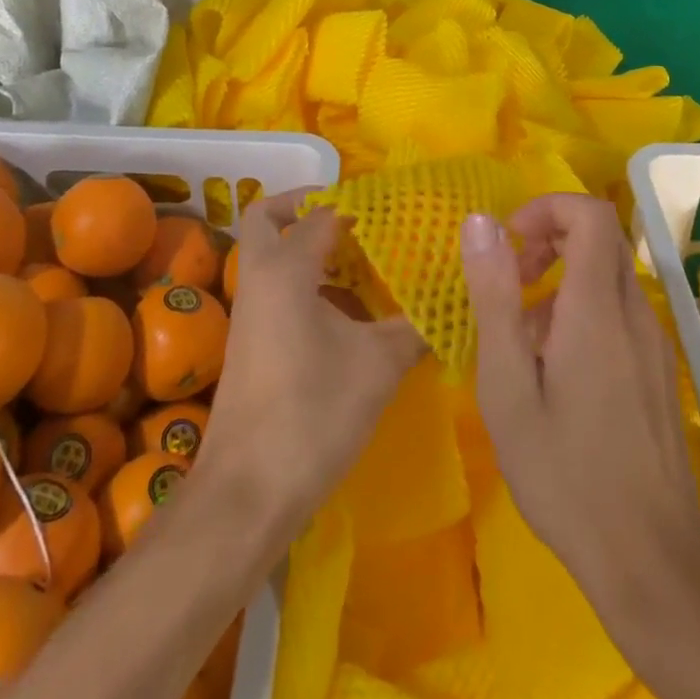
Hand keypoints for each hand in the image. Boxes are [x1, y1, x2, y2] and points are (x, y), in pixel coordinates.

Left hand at [196, 188, 426, 540]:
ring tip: (365, 262)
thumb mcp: (379, 365)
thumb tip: (451, 302)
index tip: (397, 208)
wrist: (249, 493)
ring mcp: (250, 312)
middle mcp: (260, 279)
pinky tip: (351, 313)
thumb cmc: (313, 413)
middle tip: (354, 218)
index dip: (359, 205)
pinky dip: (308, 284)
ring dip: (310, 249)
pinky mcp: (252, 341)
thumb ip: (416, 325)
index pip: (322, 212)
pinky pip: (277, 289)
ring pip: (272, 256)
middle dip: (306, 206)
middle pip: (268, 218)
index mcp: (285, 269)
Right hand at [461, 195, 699, 698]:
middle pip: (602, 237)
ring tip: (524, 334)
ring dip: (564, 278)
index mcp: (597, 307)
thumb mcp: (508, 384)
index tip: (510, 241)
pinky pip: (620, 310)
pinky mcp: (659, 370)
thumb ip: (495, 295)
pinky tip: (558, 368)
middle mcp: (634, 311)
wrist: (651, 560)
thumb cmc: (565, 471)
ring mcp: (654, 342)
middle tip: (513, 280)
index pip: (590, 213)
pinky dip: (584, 309)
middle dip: (551, 239)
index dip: (548, 208)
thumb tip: (480, 221)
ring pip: (610, 274)